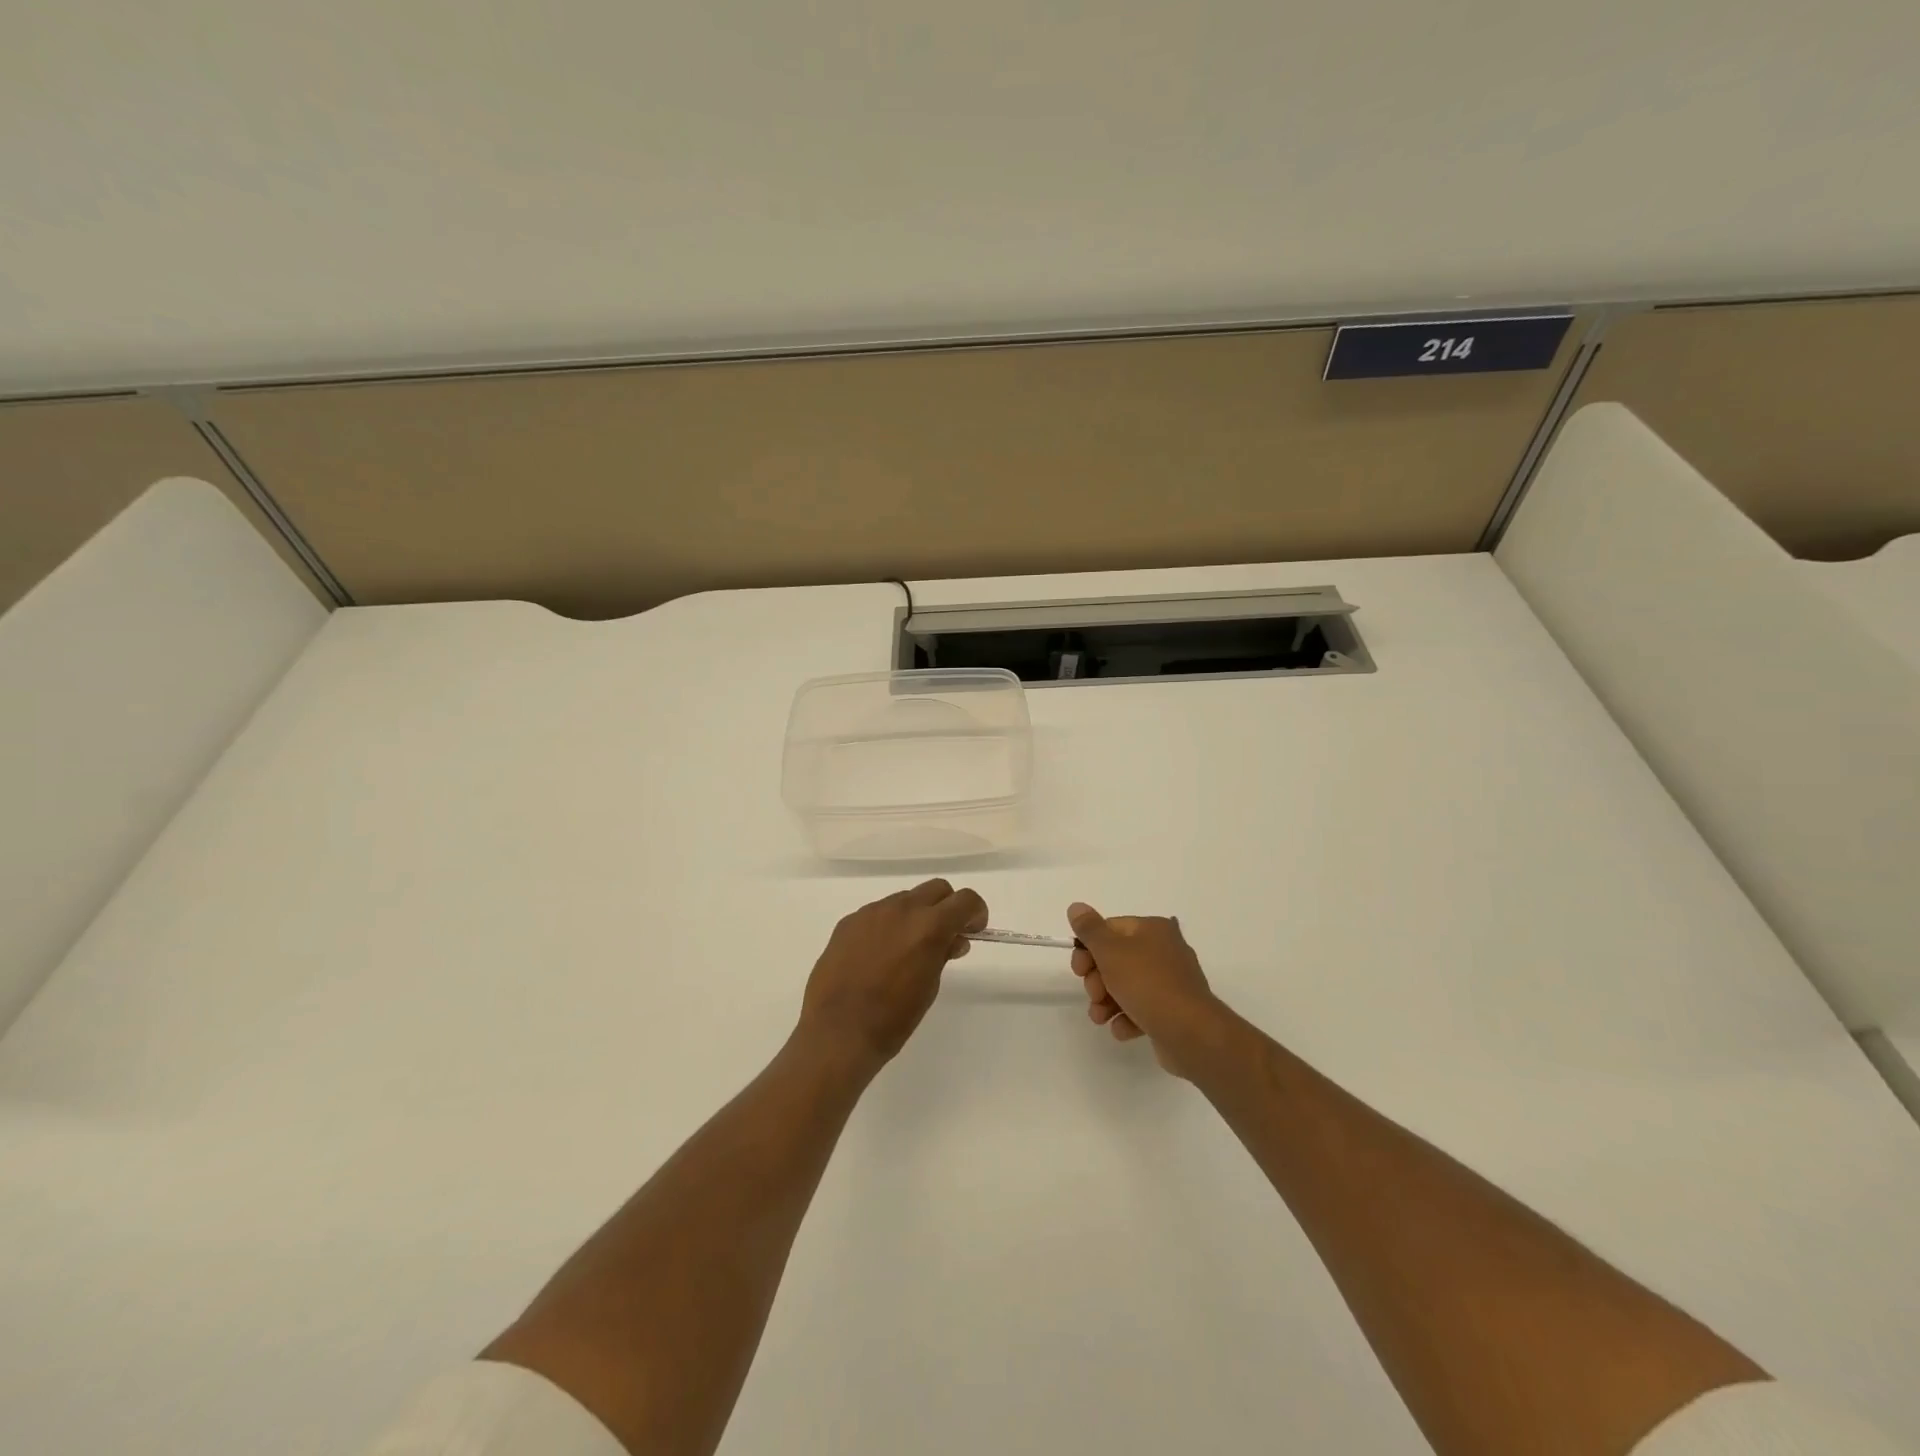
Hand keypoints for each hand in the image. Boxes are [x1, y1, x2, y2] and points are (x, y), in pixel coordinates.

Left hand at [799, 879, 987, 1072]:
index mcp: (928, 926)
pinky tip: (878, 955)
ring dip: (915, 916)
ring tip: (906, 950)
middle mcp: (901, 909)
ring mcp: (871, 912)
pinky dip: (888, 925)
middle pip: (936, 889)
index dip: (975, 913)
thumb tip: (952, 940)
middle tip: (944, 937)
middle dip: (947, 907)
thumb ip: (943, 954)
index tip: (972, 931)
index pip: (965, 900)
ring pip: (905, 899)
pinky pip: (877, 913)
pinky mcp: (848, 922)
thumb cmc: (893, 1018)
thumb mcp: (929, 987)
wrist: (837, 1032)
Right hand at [1068, 902, 1224, 1077]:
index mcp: (1153, 929)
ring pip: (1126, 986)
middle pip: (1116, 959)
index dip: (1088, 948)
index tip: (1079, 969)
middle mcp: (1164, 950)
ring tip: (1100, 1018)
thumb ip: (1090, 928)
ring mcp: (1171, 982)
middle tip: (1094, 994)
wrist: (1190, 1033)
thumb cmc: (1147, 984)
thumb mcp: (1111, 951)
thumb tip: (1076, 906)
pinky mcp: (1173, 1010)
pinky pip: (1142, 1009)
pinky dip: (1128, 1018)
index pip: (1110, 929)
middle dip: (1097, 980)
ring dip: (1106, 1002)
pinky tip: (1123, 1029)